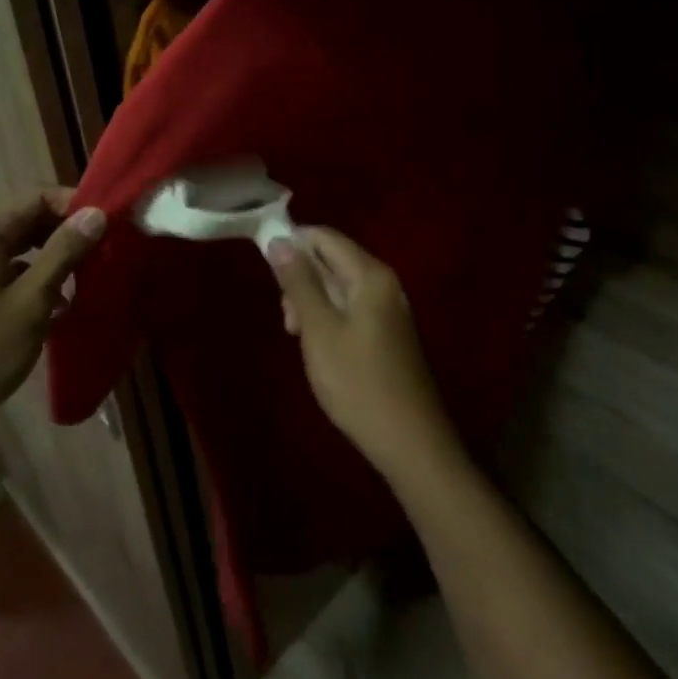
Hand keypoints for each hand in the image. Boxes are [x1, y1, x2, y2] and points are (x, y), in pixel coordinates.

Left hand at [0, 190, 105, 452]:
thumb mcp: (33, 300)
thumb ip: (65, 251)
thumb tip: (96, 212)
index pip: (38, 197)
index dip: (75, 207)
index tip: (108, 228)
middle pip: (28, 220)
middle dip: (67, 235)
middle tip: (103, 256)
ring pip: (19, 247)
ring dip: (53, 260)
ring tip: (86, 282)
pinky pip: (6, 269)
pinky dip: (33, 279)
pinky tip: (58, 306)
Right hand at [266, 228, 461, 486]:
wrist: (410, 441)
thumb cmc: (358, 382)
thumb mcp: (318, 330)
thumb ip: (298, 282)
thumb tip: (279, 240)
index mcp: (370, 275)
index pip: (325, 237)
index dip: (293, 244)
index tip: (267, 273)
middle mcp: (384, 282)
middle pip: (332, 260)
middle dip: (301, 280)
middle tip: (288, 320)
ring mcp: (389, 308)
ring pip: (339, 286)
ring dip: (312, 303)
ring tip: (300, 338)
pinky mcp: (388, 331)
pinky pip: (352, 307)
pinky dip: (330, 318)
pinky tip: (321, 349)